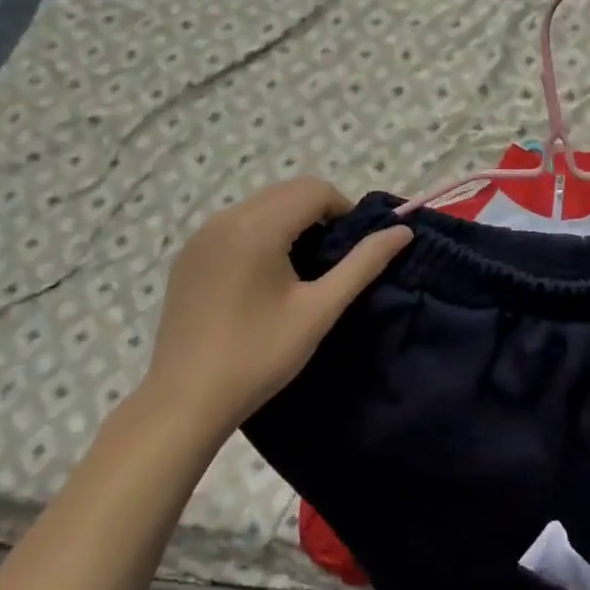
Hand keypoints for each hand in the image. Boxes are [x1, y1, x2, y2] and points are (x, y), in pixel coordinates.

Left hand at [133, 177, 411, 448]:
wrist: (185, 400)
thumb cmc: (259, 355)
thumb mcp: (320, 309)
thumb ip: (363, 264)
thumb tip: (403, 232)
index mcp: (256, 227)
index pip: (314, 190)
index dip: (345, 211)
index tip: (354, 250)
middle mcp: (224, 219)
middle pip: (286, 192)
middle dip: (319, 212)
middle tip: (333, 259)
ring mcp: (200, 237)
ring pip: (260, 205)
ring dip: (291, 221)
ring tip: (302, 269)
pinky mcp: (188, 257)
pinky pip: (235, 225)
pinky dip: (262, 234)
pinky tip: (265, 279)